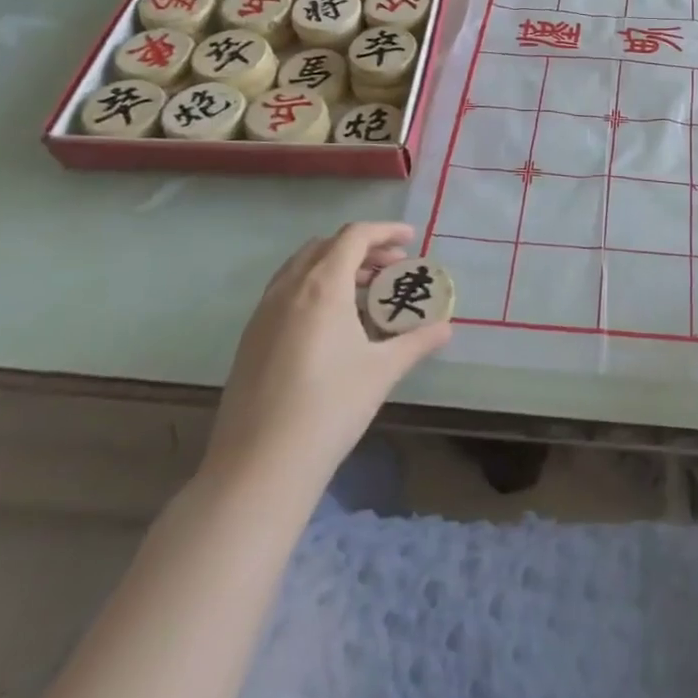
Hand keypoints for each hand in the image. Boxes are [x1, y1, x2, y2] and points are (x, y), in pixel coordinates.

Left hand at [200, 223, 450, 497]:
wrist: (260, 466)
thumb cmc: (330, 408)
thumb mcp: (383, 371)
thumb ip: (417, 342)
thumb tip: (446, 328)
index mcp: (322, 287)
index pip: (354, 237)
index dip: (384, 231)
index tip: (410, 239)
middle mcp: (288, 290)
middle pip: (325, 247)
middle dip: (362, 248)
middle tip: (392, 267)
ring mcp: (263, 314)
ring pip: (301, 268)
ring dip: (335, 266)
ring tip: (366, 292)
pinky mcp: (250, 339)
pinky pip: (285, 293)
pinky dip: (313, 288)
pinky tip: (333, 324)